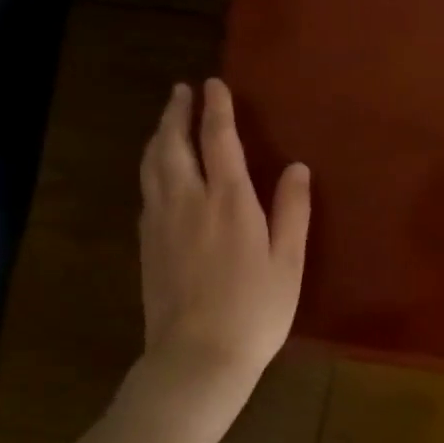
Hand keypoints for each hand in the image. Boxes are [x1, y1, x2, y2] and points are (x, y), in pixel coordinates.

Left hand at [132, 79, 310, 436]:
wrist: (197, 358)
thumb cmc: (255, 310)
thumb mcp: (288, 262)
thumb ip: (292, 210)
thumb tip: (297, 167)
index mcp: (229, 201)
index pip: (219, 140)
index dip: (216, 109)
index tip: (214, 84)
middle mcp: (189, 201)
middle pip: (174, 144)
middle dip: (177, 113)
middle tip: (181, 91)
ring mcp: (161, 222)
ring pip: (153, 165)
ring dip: (159, 135)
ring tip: (166, 120)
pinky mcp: (146, 244)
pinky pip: (146, 190)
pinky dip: (151, 167)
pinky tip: (157, 171)